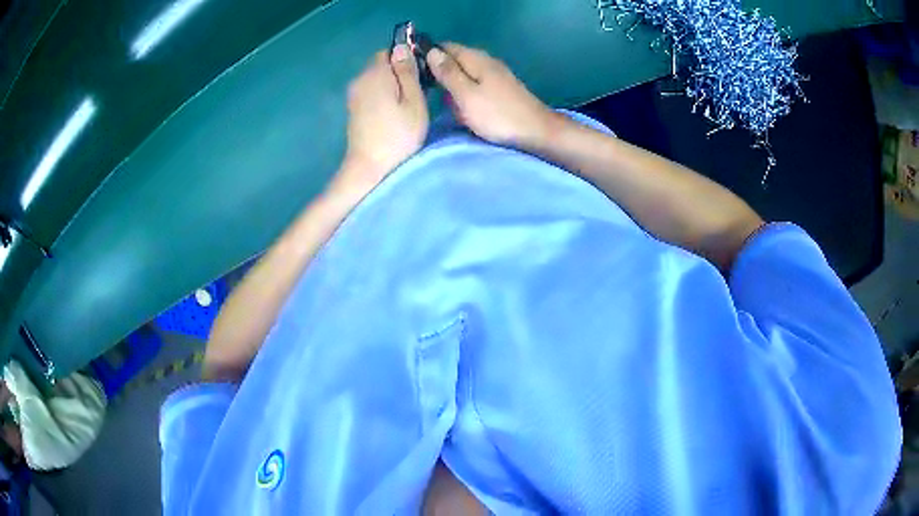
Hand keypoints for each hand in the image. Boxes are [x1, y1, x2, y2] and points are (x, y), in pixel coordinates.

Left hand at [339, 45, 429, 194]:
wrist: (370, 168)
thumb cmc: (398, 134)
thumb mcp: (413, 101)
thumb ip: (407, 72)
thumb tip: (402, 47)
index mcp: (375, 73)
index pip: (388, 50)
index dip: (405, 58)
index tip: (420, 74)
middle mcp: (359, 79)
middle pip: (380, 64)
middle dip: (397, 71)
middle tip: (417, 91)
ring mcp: (353, 95)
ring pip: (375, 78)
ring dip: (390, 84)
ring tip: (406, 104)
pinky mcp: (353, 109)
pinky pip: (370, 91)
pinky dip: (381, 95)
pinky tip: (392, 113)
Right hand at [425, 43, 558, 148]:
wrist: (536, 131)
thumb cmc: (497, 115)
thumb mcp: (466, 95)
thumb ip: (448, 73)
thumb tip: (431, 52)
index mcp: (476, 59)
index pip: (446, 46)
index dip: (429, 55)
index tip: (415, 71)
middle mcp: (486, 60)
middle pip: (456, 59)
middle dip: (441, 72)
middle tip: (430, 92)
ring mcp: (496, 74)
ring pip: (465, 73)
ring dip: (453, 85)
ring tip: (447, 103)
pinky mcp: (501, 87)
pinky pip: (476, 84)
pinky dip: (466, 93)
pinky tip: (464, 107)